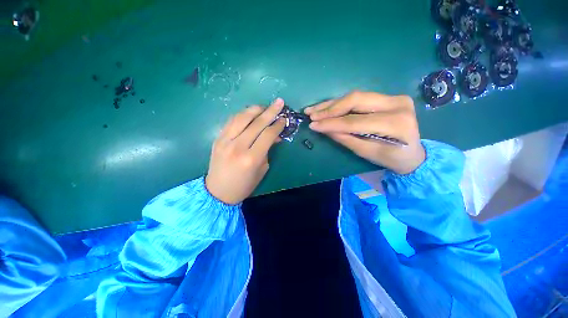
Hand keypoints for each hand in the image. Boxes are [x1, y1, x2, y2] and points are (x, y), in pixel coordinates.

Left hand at [205, 99, 285, 203]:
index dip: (277, 125)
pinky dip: (242, 114)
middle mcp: (238, 146)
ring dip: (255, 109)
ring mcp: (225, 141)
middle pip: (256, 123)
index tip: (284, 119)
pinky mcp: (217, 138)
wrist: (218, 191)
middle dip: (270, 111)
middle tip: (279, 102)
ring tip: (264, 106)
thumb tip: (275, 136)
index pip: (267, 134)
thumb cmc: (244, 185)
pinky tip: (249, 113)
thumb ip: (268, 150)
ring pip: (241, 118)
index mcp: (251, 158)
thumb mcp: (262, 169)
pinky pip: (231, 121)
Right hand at [305, 91, 424, 173]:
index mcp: (395, 122)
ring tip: (313, 110)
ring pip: (355, 97)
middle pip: (355, 100)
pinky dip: (340, 103)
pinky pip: (358, 98)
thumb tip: (324, 129)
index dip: (332, 123)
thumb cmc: (391, 158)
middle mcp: (396, 103)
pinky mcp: (387, 97)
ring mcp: (393, 97)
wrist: (413, 153)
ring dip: (331, 104)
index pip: (355, 120)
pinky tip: (326, 107)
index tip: (313, 125)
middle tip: (311, 114)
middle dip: (330, 109)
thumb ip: (345, 138)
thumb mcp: (366, 152)